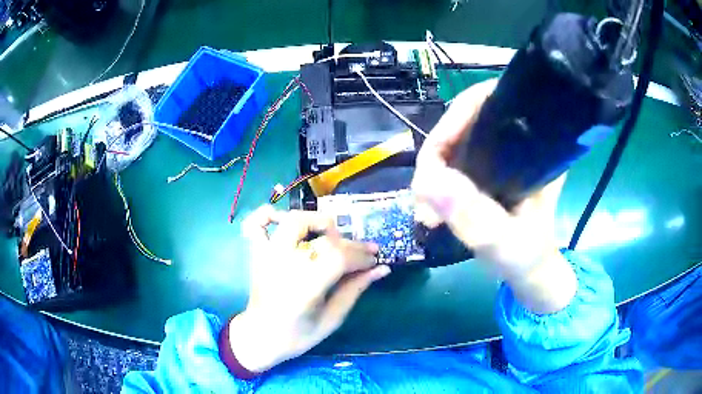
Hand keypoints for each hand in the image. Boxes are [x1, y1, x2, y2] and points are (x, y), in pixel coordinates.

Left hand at [227, 205, 389, 372]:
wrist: (261, 337)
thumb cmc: (298, 335)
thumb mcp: (332, 319)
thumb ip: (355, 289)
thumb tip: (382, 268)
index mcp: (305, 287)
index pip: (339, 257)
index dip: (361, 255)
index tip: (374, 259)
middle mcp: (285, 264)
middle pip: (322, 236)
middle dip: (347, 242)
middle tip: (358, 253)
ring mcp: (267, 255)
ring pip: (294, 220)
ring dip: (317, 221)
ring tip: (329, 235)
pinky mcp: (257, 253)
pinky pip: (257, 223)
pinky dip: (270, 214)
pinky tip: (285, 221)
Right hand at [411, 79, 576, 313]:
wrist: (531, 272)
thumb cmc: (528, 257)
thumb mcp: (506, 242)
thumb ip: (475, 217)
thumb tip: (429, 181)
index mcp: (534, 147)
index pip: (492, 103)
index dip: (457, 118)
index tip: (434, 156)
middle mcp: (518, 142)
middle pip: (466, 121)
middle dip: (437, 153)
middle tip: (423, 194)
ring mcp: (500, 155)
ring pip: (456, 142)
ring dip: (433, 171)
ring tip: (424, 209)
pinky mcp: (487, 170)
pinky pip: (454, 161)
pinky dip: (437, 181)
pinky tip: (429, 206)